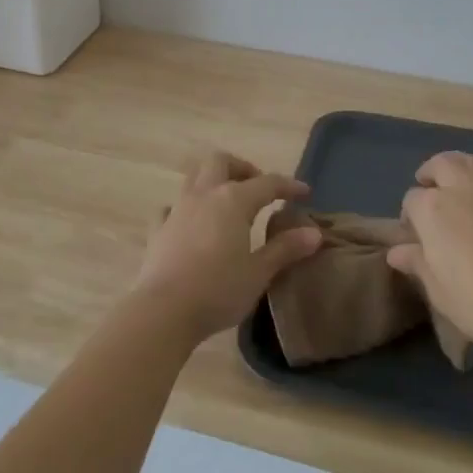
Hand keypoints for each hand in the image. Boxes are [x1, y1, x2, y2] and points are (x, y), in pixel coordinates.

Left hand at [133, 151, 323, 344]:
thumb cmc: (218, 291)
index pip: (267, 183)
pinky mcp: (158, 230)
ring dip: (213, 180)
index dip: (288, 186)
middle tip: (257, 188)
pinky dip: (184, 209)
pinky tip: (190, 224)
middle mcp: (204, 195)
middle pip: (221, 162)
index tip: (304, 193)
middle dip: (242, 168)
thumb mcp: (259, 273)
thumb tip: (313, 233)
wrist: (163, 311)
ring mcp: (177, 210)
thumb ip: (285, 249)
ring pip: (194, 177)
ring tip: (227, 202)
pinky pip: (171, 207)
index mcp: (233, 200)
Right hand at [390, 151, 472, 359]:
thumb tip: (397, 251)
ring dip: (456, 169)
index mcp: (432, 209)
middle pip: (440, 165)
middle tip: (428, 192)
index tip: (415, 238)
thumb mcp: (439, 292)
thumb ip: (418, 264)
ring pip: (468, 163)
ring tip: (453, 191)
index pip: (412, 200)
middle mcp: (459, 190)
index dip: (410, 217)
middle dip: (430, 174)